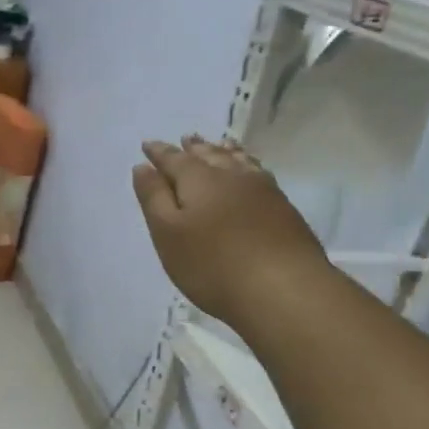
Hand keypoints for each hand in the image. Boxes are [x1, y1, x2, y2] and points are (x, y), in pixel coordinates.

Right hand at [132, 135, 329, 326]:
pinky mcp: (284, 209)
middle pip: (209, 155)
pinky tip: (251, 173)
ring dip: (224, 152)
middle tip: (187, 138)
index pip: (174, 159)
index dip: (159, 152)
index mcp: (199, 180)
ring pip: (238, 161)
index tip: (147, 144)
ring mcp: (263, 191)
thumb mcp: (168, 233)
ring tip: (220, 144)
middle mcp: (232, 176)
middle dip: (194, 148)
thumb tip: (143, 166)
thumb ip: (154, 197)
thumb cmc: (213, 264)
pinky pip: (258, 173)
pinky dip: (247, 165)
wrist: (285, 290)